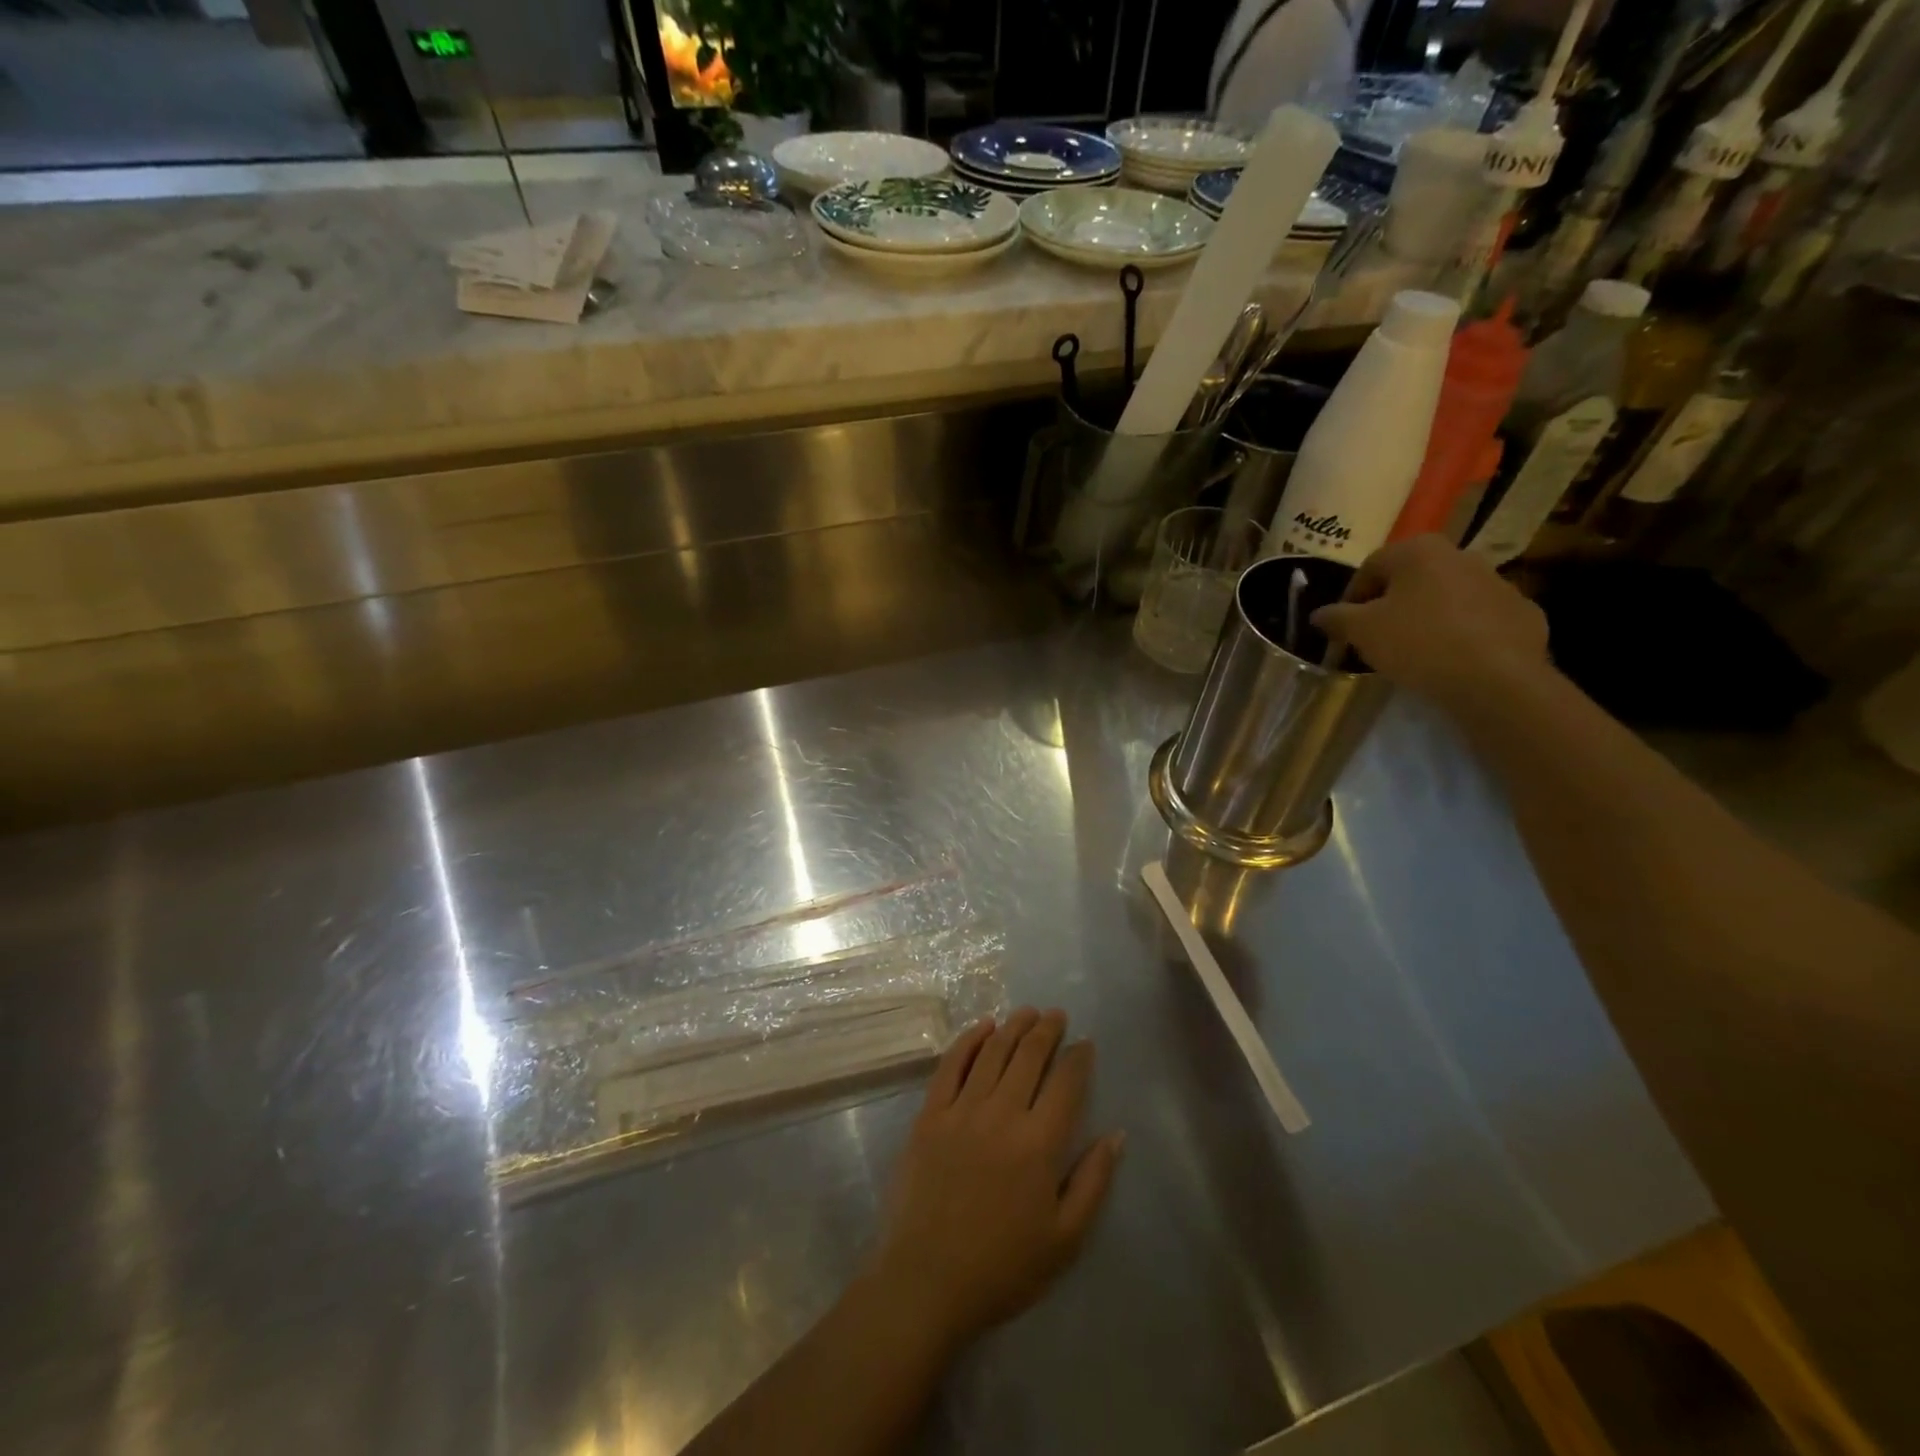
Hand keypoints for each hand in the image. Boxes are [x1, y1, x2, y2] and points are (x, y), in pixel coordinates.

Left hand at [866, 1008, 1122, 1354]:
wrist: (927, 1282)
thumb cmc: (1003, 1267)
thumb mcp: (1066, 1239)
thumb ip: (1094, 1182)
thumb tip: (1116, 1135)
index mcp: (1039, 1143)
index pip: (1066, 1083)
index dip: (1079, 1058)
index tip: (1086, 1043)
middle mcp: (1002, 1114)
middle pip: (1029, 1056)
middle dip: (1047, 1030)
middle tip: (1057, 1015)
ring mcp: (962, 1110)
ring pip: (993, 1052)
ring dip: (1013, 1027)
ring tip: (1027, 1013)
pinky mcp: (930, 1114)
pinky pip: (951, 1065)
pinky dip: (969, 1040)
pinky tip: (982, 1027)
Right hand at [1312, 535, 1549, 705]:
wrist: (1496, 678)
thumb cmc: (1418, 642)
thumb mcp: (1361, 631)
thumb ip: (1336, 617)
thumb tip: (1319, 614)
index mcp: (1419, 551)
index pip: (1370, 567)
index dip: (1351, 598)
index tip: (1345, 628)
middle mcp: (1461, 555)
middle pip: (1411, 579)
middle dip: (1390, 605)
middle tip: (1376, 638)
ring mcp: (1498, 582)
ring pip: (1446, 597)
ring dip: (1426, 617)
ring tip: (1414, 652)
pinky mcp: (1522, 612)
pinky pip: (1478, 619)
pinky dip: (1462, 633)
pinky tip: (1452, 660)